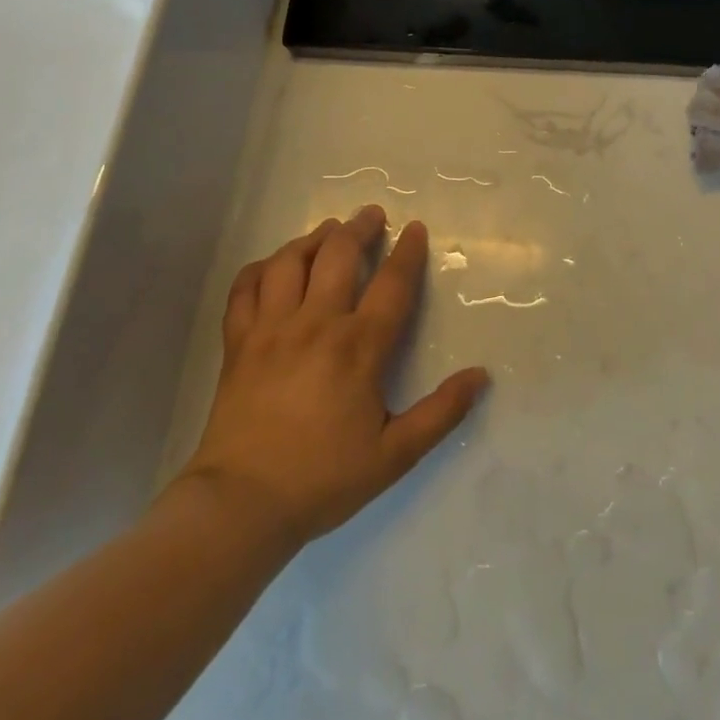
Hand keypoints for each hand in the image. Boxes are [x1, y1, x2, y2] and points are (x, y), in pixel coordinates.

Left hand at [174, 206, 488, 544]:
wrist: (240, 505)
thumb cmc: (323, 479)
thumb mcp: (395, 454)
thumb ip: (441, 412)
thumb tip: (481, 376)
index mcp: (358, 347)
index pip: (391, 284)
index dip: (407, 252)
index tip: (415, 228)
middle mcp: (316, 324)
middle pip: (338, 256)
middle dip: (359, 228)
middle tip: (372, 215)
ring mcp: (271, 330)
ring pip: (290, 262)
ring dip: (312, 238)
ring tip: (328, 230)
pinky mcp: (238, 344)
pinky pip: (245, 289)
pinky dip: (260, 269)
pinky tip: (272, 266)